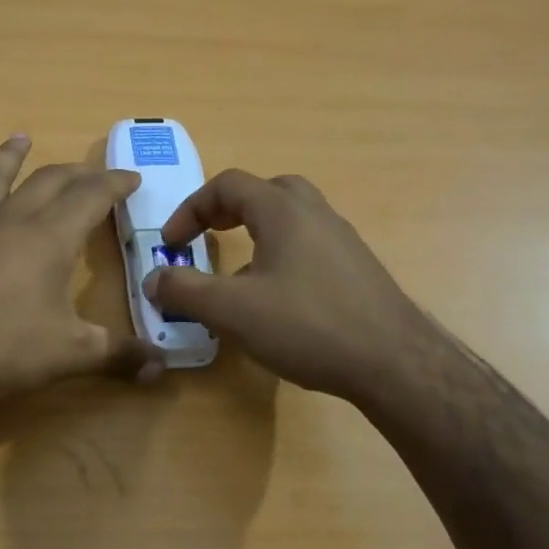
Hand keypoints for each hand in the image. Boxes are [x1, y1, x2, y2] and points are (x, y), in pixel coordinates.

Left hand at [0, 135, 163, 406]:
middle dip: (76, 172)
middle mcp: (14, 219)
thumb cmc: (6, 347)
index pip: (91, 196)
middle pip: (49, 180)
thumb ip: (118, 355)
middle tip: (93, 174)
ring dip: (12, 156)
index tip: (131, 178)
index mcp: (52, 236)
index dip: (114, 184)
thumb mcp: (71, 354)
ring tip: (21, 139)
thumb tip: (161, 368)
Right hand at [144, 170, 422, 402]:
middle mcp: (316, 214)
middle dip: (229, 209)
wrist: (395, 364)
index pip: (228, 185)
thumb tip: (153, 279)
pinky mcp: (358, 269)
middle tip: (210, 237)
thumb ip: (185, 290)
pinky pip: (310, 245)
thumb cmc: (307, 326)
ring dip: (258, 232)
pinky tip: (277, 299)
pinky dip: (283, 254)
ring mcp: (342, 240)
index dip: (191, 208)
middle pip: (266, 191)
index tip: (173, 244)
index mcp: (283, 211)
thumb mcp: (231, 310)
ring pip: (292, 217)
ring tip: (239, 272)